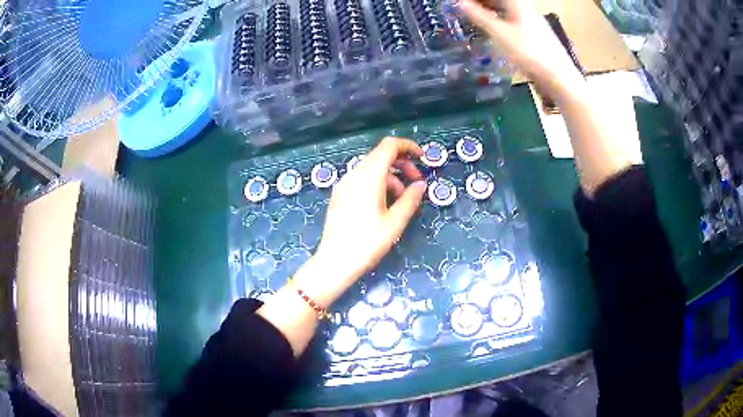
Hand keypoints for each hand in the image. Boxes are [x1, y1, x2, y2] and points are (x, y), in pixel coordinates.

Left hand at [295, 137, 426, 306]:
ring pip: (371, 169)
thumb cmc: (367, 243)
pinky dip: (377, 184)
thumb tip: (420, 185)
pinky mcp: (339, 195)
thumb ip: (410, 199)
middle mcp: (354, 174)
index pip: (389, 146)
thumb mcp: (395, 222)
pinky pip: (361, 180)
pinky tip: (384, 205)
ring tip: (402, 200)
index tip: (423, 158)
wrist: (334, 262)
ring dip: (391, 177)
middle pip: (380, 156)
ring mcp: (344, 184)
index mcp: (368, 177)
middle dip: (402, 165)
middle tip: (416, 184)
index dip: (408, 147)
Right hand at [458, 0, 583, 97]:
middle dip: (483, 4)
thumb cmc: (528, 52)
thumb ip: (479, 16)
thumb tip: (460, 3)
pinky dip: (501, 22)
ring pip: (507, 11)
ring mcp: (533, 22)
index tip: (463, 3)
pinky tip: (494, 31)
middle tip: (467, 10)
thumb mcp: (499, 33)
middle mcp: (526, 9)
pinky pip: (514, 22)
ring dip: (491, 12)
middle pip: (501, 1)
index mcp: (517, 3)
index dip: (477, 0)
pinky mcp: (537, 34)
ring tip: (476, 19)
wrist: (559, 76)